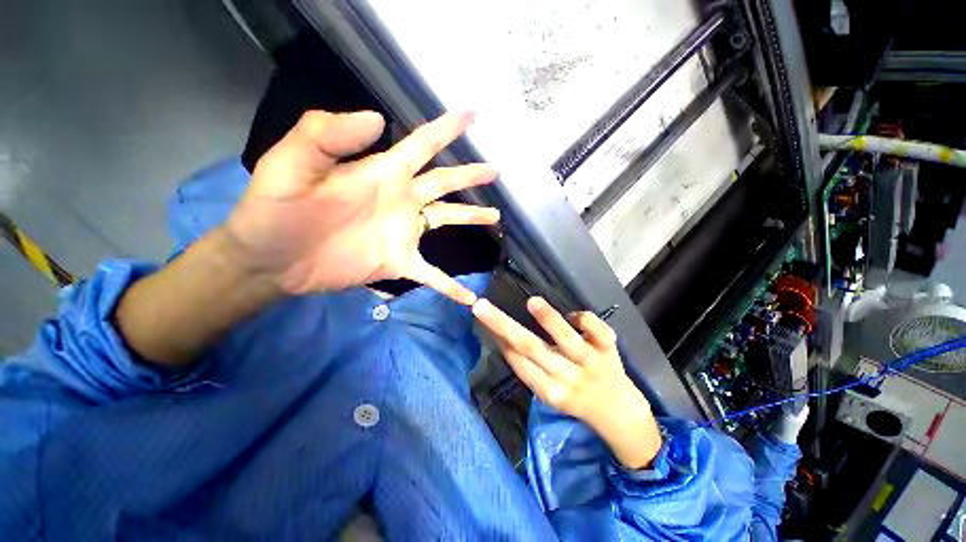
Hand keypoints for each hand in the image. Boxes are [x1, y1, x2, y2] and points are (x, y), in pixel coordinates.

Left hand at [223, 110, 498, 303]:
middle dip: (470, 176)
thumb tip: (377, 119)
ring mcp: (404, 233)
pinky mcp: (399, 262)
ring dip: (471, 218)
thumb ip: (328, 135)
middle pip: (444, 183)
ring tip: (495, 217)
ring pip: (446, 220)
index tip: (472, 116)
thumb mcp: (293, 163)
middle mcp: (401, 199)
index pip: (422, 144)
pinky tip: (468, 296)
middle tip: (494, 171)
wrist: (271, 259)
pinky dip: (450, 285)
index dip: (447, 129)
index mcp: (383, 172)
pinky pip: (433, 275)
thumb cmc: (278, 208)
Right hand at [473, 297, 662, 468]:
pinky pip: (598, 331)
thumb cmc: (576, 399)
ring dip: (549, 320)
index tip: (480, 315)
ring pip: (567, 340)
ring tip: (532, 302)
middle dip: (503, 325)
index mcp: (547, 390)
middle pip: (530, 348)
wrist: (621, 416)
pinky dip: (585, 319)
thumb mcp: (549, 392)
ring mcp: (590, 363)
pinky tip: (573, 316)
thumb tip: (502, 337)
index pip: (517, 361)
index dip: (498, 338)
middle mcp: (566, 377)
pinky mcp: (609, 351)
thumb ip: (529, 368)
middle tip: (481, 306)